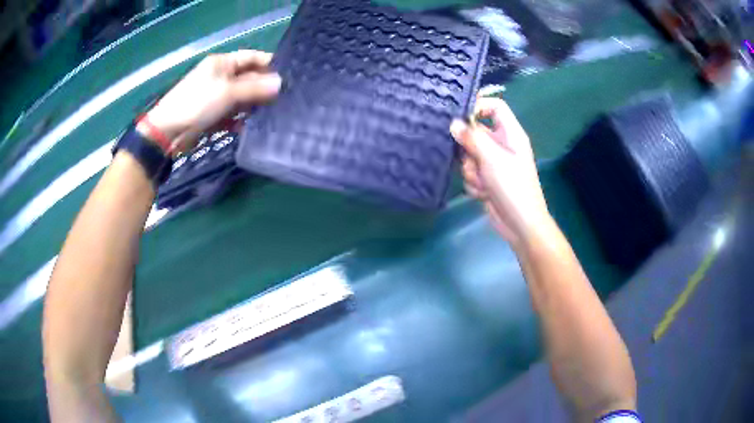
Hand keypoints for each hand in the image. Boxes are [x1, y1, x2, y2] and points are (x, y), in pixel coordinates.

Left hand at [139, 50, 281, 154]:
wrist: (169, 132)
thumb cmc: (197, 103)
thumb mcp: (228, 92)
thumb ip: (255, 88)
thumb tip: (281, 83)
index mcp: (222, 63)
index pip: (251, 57)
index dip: (269, 63)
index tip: (287, 75)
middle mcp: (220, 77)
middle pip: (247, 78)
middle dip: (263, 87)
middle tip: (284, 98)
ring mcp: (216, 96)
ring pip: (241, 97)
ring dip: (253, 105)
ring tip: (273, 113)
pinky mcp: (212, 114)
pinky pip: (232, 114)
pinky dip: (240, 119)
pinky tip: (251, 126)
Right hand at [450, 97, 551, 248]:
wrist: (520, 224)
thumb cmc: (512, 187)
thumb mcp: (492, 158)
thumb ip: (472, 137)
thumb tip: (454, 123)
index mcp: (511, 133)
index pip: (495, 107)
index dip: (478, 105)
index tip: (458, 115)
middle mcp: (502, 144)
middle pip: (476, 132)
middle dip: (468, 147)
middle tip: (470, 157)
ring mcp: (494, 162)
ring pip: (469, 154)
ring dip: (471, 169)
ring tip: (482, 181)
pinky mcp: (486, 178)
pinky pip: (470, 172)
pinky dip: (474, 182)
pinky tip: (484, 193)